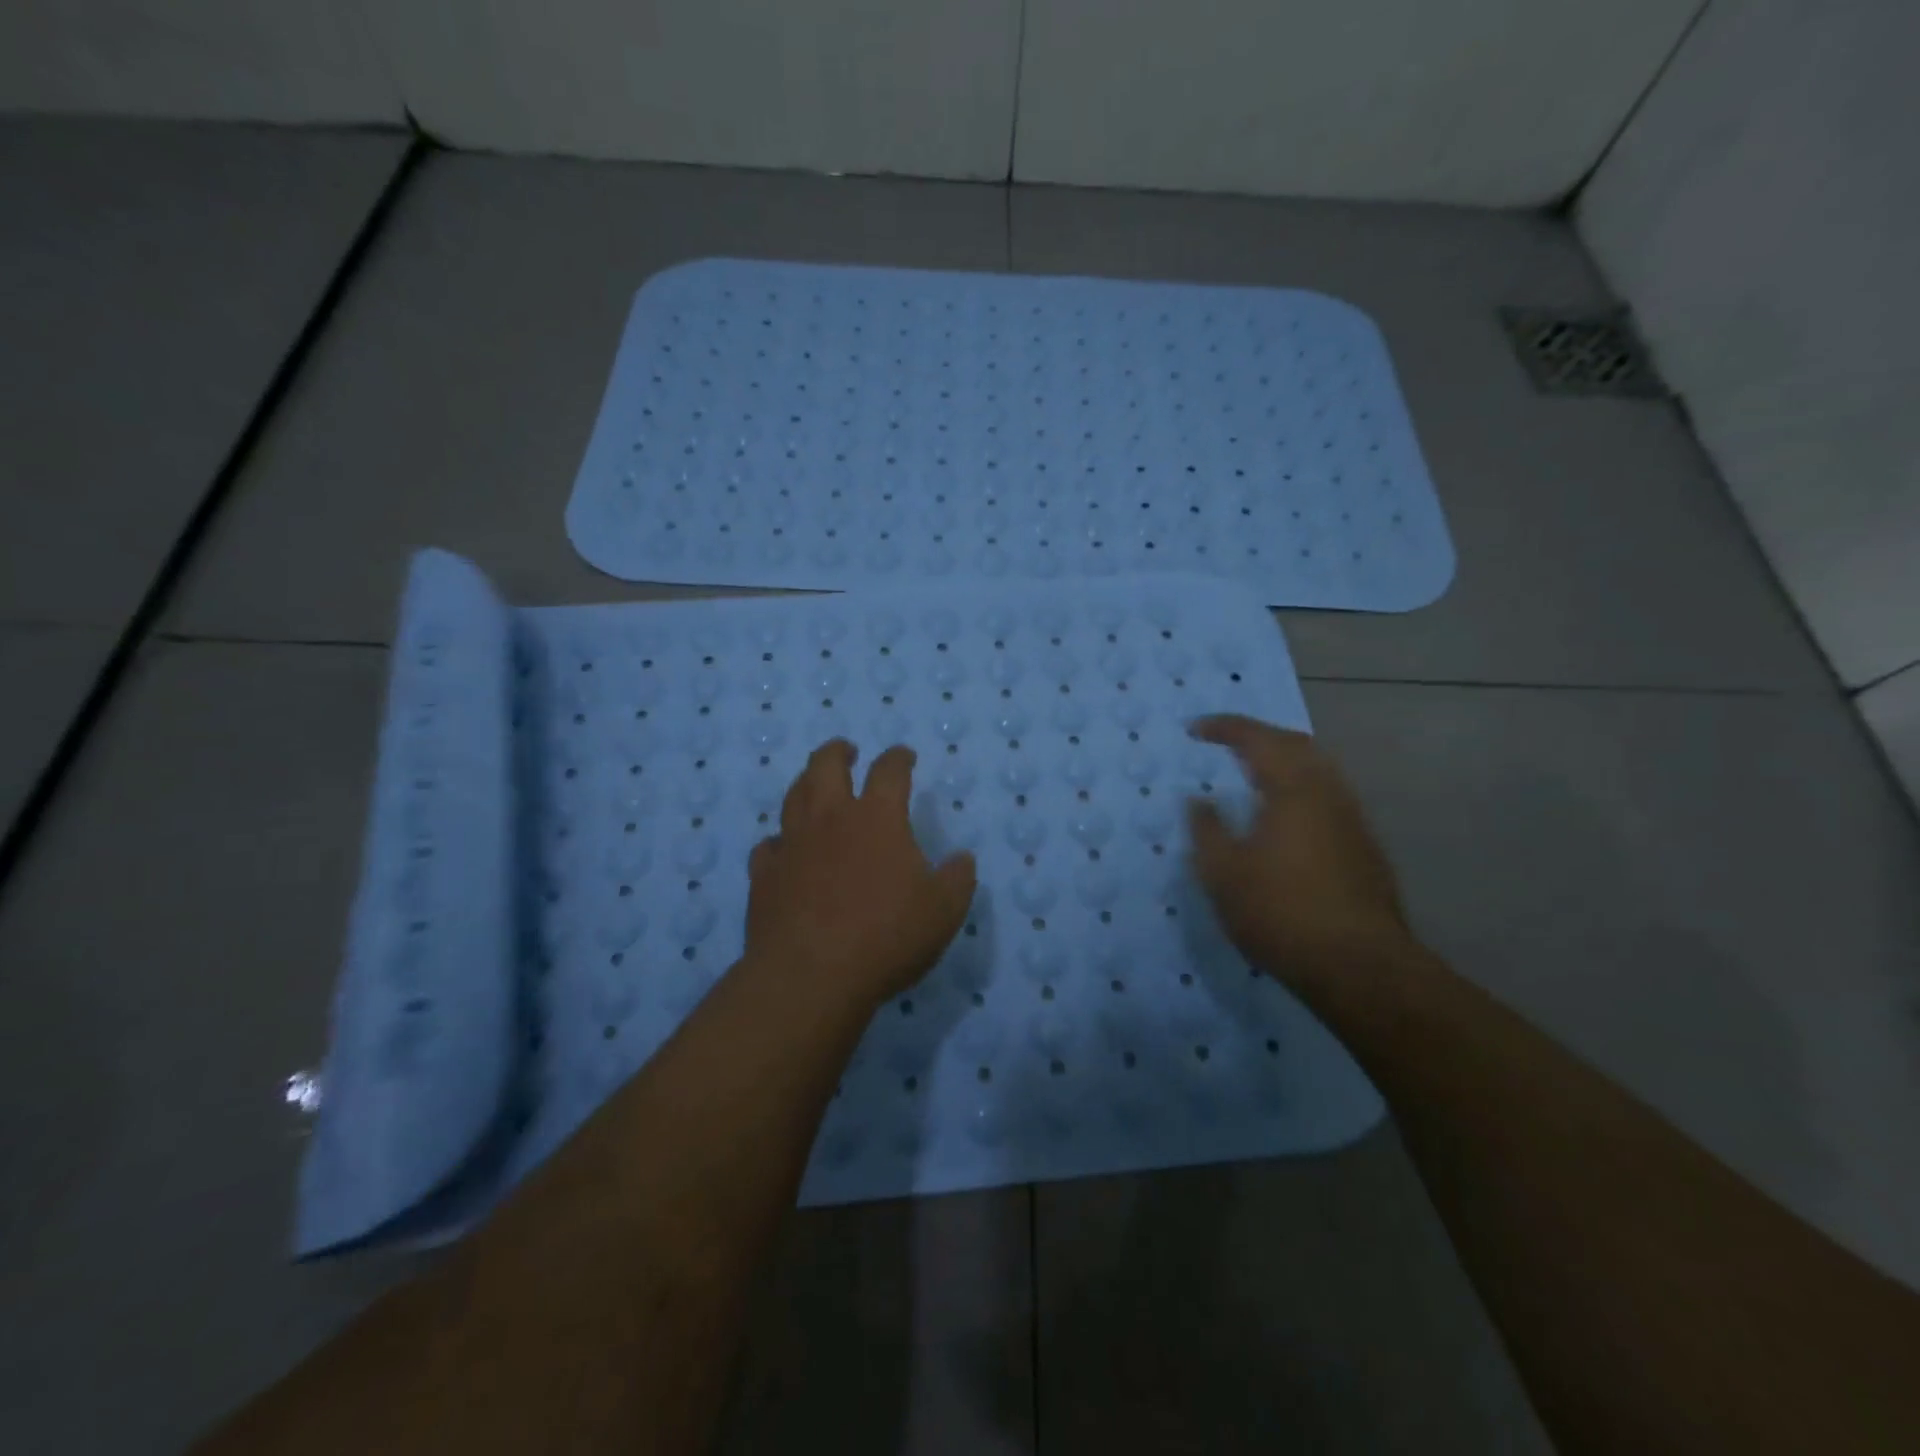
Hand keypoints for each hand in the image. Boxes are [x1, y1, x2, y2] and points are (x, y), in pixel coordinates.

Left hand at [745, 740, 977, 1010]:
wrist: (811, 976)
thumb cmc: (886, 936)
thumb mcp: (944, 910)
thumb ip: (958, 879)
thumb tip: (962, 859)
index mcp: (877, 817)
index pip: (889, 770)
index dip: (898, 758)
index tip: (904, 756)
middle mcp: (830, 819)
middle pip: (826, 765)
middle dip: (838, 752)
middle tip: (847, 751)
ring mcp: (792, 844)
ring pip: (794, 796)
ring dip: (806, 783)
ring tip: (814, 785)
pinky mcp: (764, 875)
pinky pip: (768, 846)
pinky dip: (779, 841)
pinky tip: (784, 849)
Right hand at [1186, 715, 1419, 992]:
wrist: (1359, 967)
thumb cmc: (1280, 913)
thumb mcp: (1223, 874)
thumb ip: (1207, 829)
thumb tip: (1199, 800)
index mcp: (1293, 789)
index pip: (1257, 739)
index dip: (1224, 728)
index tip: (1195, 730)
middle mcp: (1329, 793)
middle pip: (1297, 745)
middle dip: (1259, 736)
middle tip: (1228, 743)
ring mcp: (1353, 820)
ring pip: (1319, 771)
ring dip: (1284, 761)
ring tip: (1255, 775)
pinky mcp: (1365, 848)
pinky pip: (1328, 797)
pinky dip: (1300, 789)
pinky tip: (1286, 818)